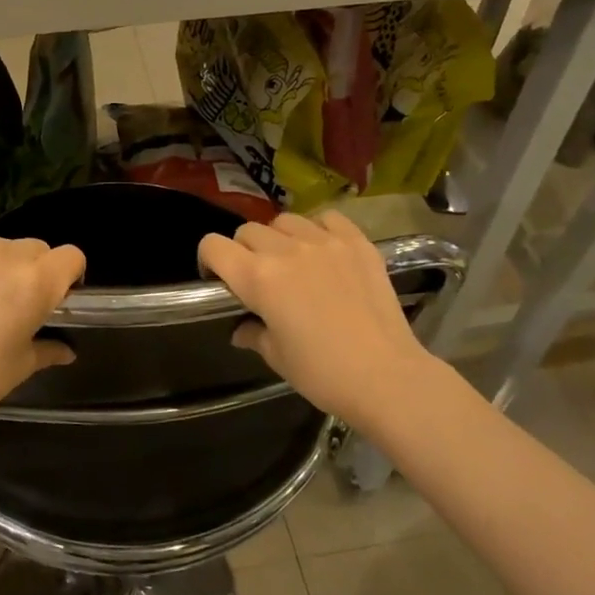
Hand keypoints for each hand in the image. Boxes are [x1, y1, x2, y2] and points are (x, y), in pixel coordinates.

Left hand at [0, 229, 84, 436]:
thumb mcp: (19, 367)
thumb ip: (48, 349)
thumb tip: (68, 352)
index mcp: (36, 283)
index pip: (71, 256)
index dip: (68, 274)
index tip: (55, 295)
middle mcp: (5, 255)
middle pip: (34, 248)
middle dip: (32, 270)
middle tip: (11, 301)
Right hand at [198, 211, 439, 430]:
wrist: (385, 376)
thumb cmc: (322, 373)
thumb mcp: (277, 357)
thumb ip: (253, 334)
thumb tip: (241, 328)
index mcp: (258, 278)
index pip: (213, 246)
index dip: (208, 260)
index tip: (219, 279)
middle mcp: (286, 250)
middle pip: (248, 231)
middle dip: (243, 250)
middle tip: (257, 277)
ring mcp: (324, 242)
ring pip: (285, 220)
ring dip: (279, 237)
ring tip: (292, 261)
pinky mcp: (357, 242)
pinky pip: (327, 218)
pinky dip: (318, 228)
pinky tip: (323, 250)